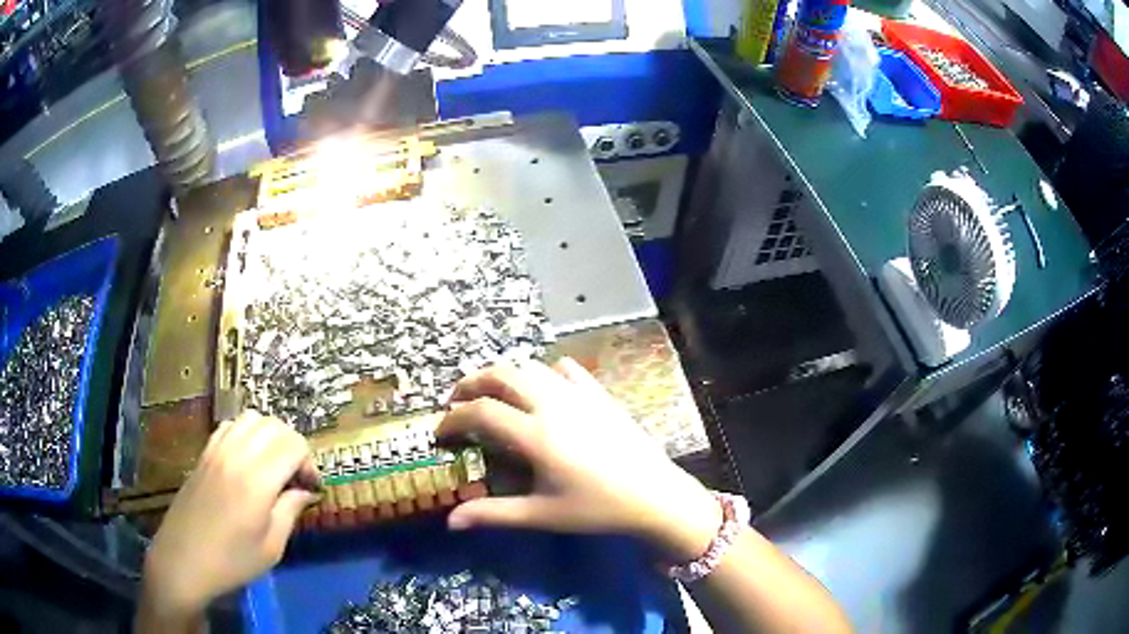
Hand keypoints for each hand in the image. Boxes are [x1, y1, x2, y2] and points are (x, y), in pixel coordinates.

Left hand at [140, 411, 318, 626]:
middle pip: (275, 425)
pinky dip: (247, 433)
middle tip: (296, 478)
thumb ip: (291, 511)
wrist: (184, 559)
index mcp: (256, 481)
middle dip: (293, 446)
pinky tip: (248, 461)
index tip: (310, 489)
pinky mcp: (204, 452)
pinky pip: (231, 425)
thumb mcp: (272, 547)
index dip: (310, 463)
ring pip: (252, 419)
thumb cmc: (232, 561)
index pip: (294, 445)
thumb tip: (307, 491)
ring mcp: (216, 449)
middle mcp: (236, 455)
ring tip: (273, 466)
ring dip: (270, 436)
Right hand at [438, 358, 721, 561]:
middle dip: (471, 383)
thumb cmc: (597, 508)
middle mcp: (553, 404)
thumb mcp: (542, 514)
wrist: (655, 495)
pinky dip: (545, 374)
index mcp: (535, 434)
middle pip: (501, 373)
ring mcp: (579, 394)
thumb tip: (451, 522)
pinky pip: (566, 369)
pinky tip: (544, 392)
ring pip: (531, 366)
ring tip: (495, 397)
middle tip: (458, 403)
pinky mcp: (600, 394)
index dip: (452, 419)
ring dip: (505, 375)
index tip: (440, 433)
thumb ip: (494, 514)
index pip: (480, 411)